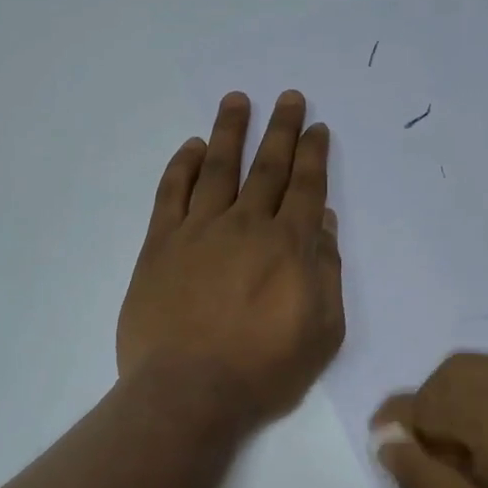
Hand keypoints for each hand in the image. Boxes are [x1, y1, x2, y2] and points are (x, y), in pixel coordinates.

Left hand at [118, 91, 344, 426]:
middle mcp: (245, 225)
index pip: (306, 187)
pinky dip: (183, 166)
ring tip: (237, 100)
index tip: (316, 127)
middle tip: (288, 97)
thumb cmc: (263, 370)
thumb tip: (324, 226)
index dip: (313, 155)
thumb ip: (326, 274)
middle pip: (266, 167)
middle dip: (280, 129)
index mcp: (289, 246)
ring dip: (230, 132)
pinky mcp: (161, 245)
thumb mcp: (321, 331)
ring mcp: (198, 231)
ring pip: (217, 168)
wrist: (189, 391)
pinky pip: (172, 193)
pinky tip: (192, 148)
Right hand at [370, 354, 487, 487]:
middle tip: (432, 464)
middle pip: (453, 374)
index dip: (400, 427)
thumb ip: (421, 478)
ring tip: (468, 464)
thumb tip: (388, 441)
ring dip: (460, 406)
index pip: (425, 398)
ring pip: (483, 375)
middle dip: (430, 410)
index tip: (394, 460)